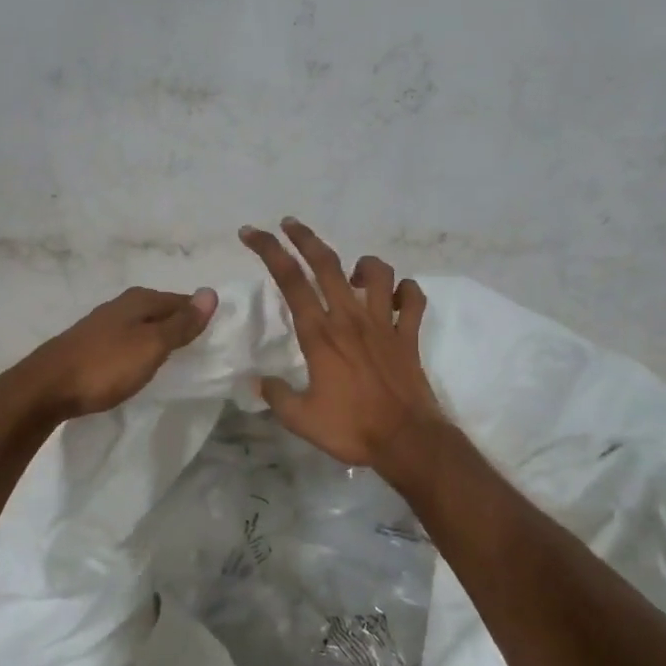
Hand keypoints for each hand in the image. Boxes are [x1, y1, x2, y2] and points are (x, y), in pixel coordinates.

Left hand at [17, 285, 218, 420]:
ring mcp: (102, 325)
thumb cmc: (105, 366)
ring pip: (142, 326)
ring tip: (174, 359)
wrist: (46, 388)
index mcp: (139, 300)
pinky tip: (139, 364)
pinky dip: (139, 349)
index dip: (199, 315)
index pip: (181, 300)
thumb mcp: (151, 345)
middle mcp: (120, 305)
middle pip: (161, 311)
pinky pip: (126, 341)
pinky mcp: (89, 345)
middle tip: (199, 350)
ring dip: (158, 338)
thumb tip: (210, 293)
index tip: (216, 336)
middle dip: (179, 325)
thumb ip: (181, 323)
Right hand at [239, 219, 443, 470]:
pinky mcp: (409, 335)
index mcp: (320, 334)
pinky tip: (395, 298)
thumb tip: (257, 381)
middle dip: (304, 237)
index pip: (289, 281)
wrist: (408, 441)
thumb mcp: (301, 419)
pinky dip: (405, 291)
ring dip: (362, 264)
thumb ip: (276, 395)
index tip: (251, 233)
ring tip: (351, 275)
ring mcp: (384, 323)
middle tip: (288, 224)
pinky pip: (413, 299)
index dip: (268, 251)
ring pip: (377, 273)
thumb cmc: (352, 429)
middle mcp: (350, 318)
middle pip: (326, 263)